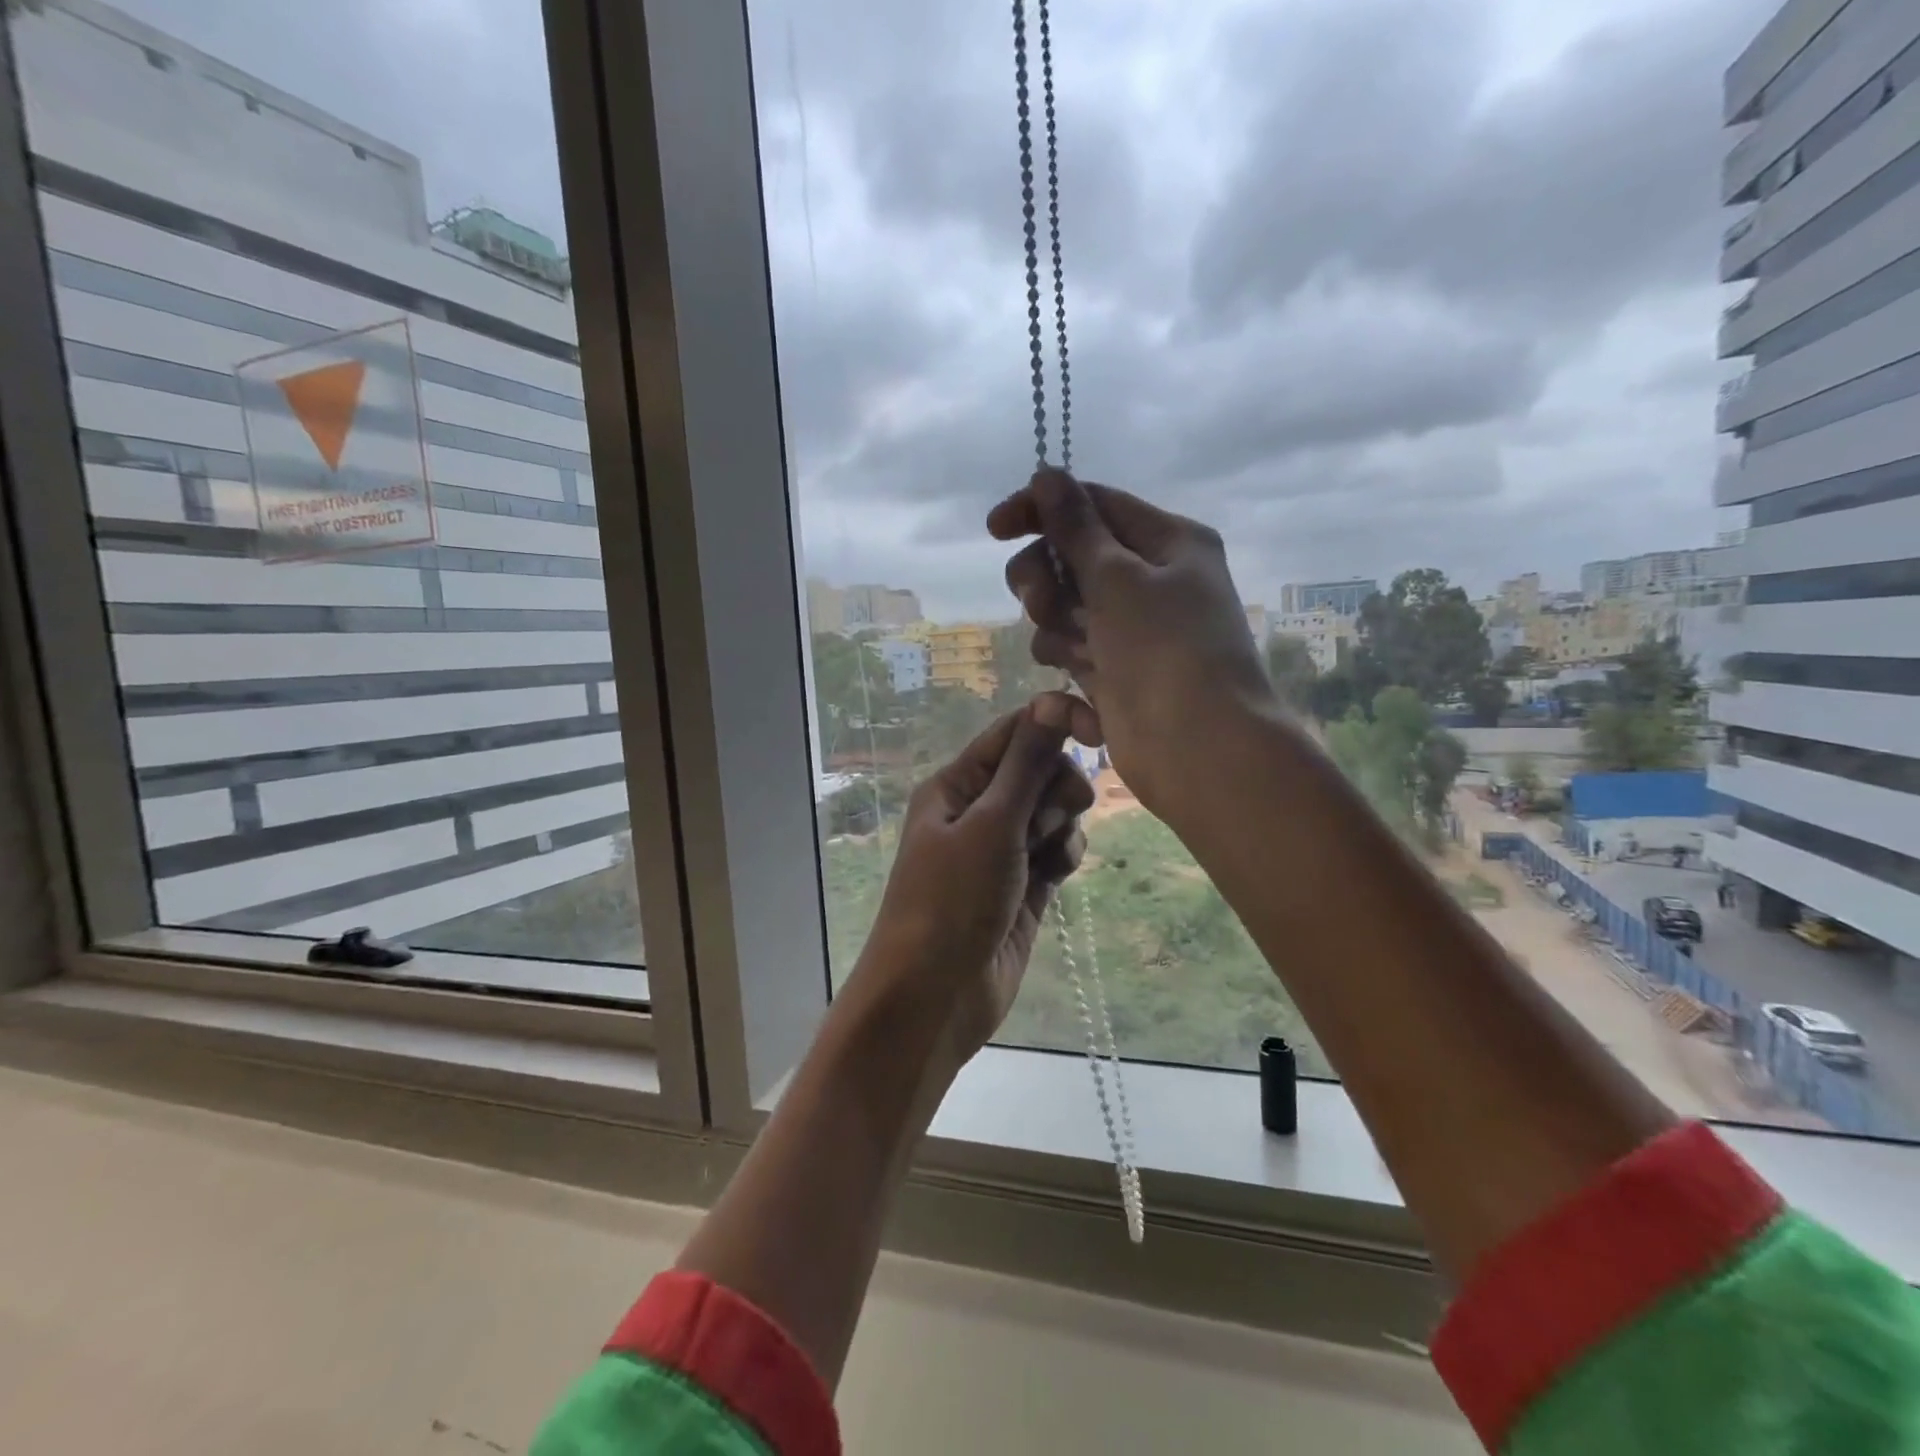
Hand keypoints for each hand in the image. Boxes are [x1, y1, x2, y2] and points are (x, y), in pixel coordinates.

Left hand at [851, 692, 1094, 1068]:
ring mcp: (1000, 851)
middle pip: (1038, 771)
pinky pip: (1056, 850)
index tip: (1098, 732)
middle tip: (1049, 819)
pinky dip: (1063, 854)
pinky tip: (1057, 874)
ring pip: (1052, 812)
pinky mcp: (1023, 886)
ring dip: (1061, 825)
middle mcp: (977, 811)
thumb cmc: (952, 901)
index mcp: (956, 785)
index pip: (1014, 732)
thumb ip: (1026, 765)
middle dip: (1056, 787)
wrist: (935, 997)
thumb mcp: (990, 826)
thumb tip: (1051, 700)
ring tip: (1046, 857)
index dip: (1055, 722)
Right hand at [988, 469, 1277, 822]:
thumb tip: (1047, 473)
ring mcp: (1133, 630)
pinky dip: (1068, 662)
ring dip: (1056, 624)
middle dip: (1046, 577)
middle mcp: (1153, 580)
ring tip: (1074, 651)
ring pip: (1066, 607)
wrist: (1200, 749)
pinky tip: (1075, 685)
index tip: (995, 529)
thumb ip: (1075, 526)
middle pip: (1073, 557)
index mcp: (1168, 543)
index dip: (1042, 510)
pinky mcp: (1117, 673)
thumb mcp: (1117, 577)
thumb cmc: (1165, 651)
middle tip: (1040, 601)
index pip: (1094, 505)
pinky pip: (1073, 650)